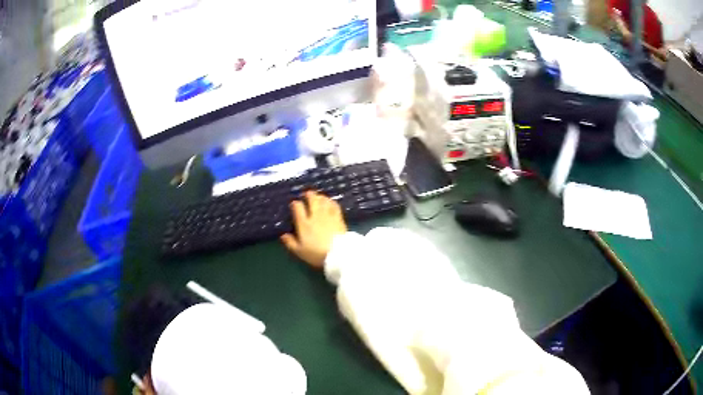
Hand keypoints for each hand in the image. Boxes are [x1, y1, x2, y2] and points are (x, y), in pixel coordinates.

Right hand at [281, 191, 347, 268]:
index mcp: (304, 223)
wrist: (337, 254)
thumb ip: (290, 242)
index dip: (295, 204)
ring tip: (318, 197)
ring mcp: (328, 215)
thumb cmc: (316, 254)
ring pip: (323, 200)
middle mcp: (315, 216)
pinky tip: (330, 202)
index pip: (297, 207)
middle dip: (308, 195)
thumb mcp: (299, 251)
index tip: (294, 204)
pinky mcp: (338, 218)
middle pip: (312, 199)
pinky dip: (331, 201)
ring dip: (319, 196)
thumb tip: (282, 235)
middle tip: (307, 194)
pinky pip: (334, 205)